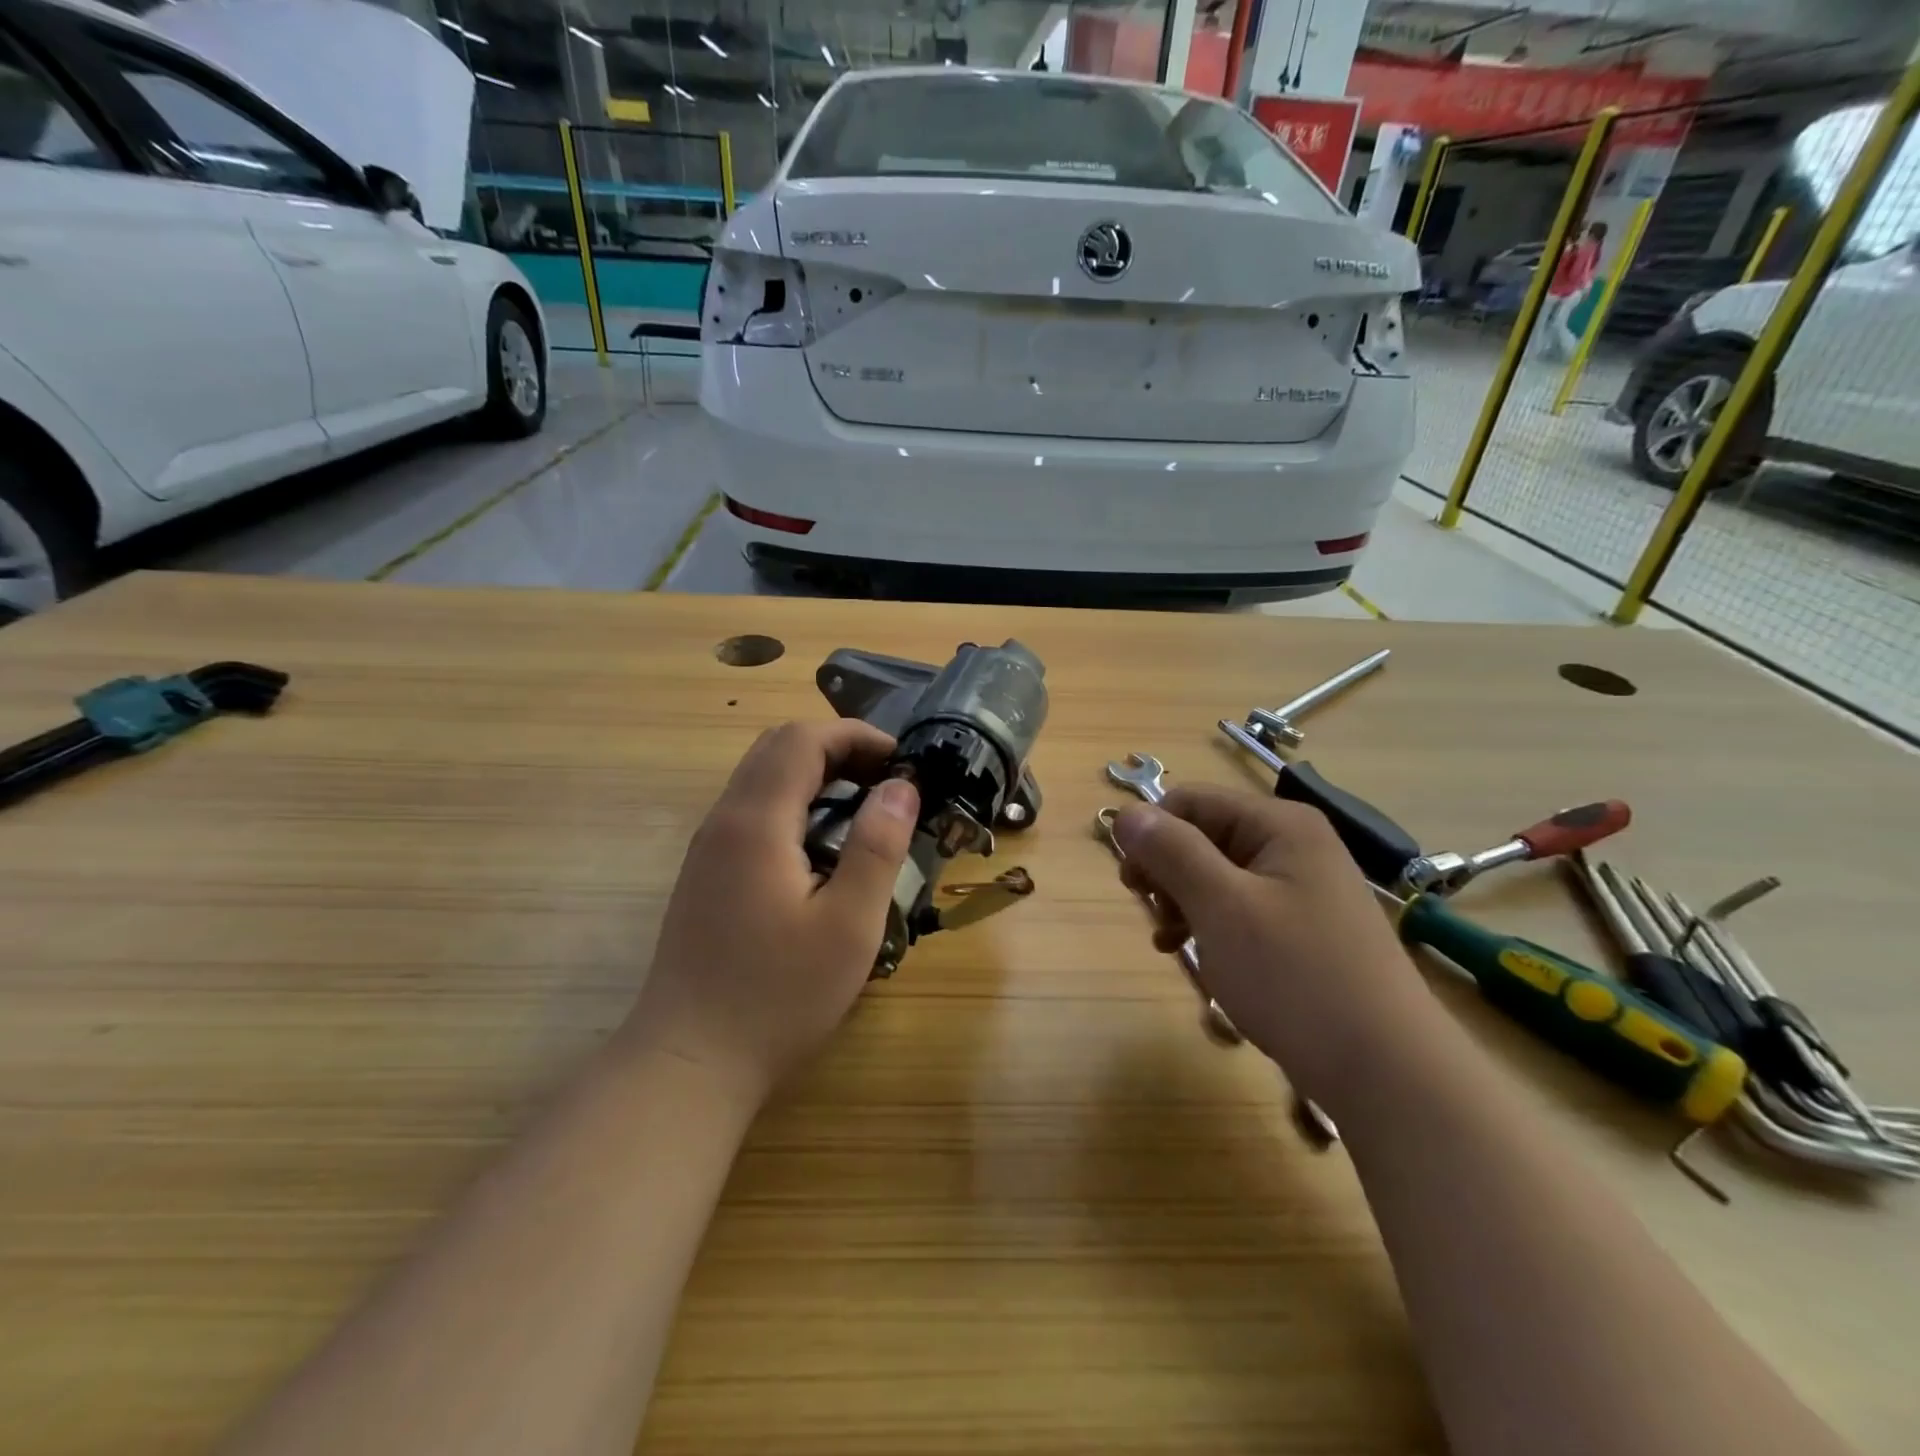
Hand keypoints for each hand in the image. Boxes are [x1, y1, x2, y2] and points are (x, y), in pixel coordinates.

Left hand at [621, 720, 919, 1108]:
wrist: (688, 1061)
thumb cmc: (777, 996)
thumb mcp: (849, 925)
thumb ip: (877, 847)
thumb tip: (901, 787)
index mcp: (757, 822)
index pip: (803, 739)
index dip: (857, 736)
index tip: (902, 762)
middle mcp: (724, 819)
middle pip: (777, 747)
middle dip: (837, 748)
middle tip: (885, 782)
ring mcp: (707, 846)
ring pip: (759, 776)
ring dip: (813, 773)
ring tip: (862, 809)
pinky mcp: (704, 872)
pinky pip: (750, 809)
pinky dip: (792, 801)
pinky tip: (820, 847)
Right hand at [1112, 785, 1446, 1107]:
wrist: (1387, 1072)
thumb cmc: (1295, 977)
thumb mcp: (1221, 907)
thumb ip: (1170, 852)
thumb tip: (1126, 812)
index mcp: (1279, 825)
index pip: (1190, 802)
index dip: (1152, 835)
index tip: (1133, 886)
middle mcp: (1293, 845)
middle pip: (1203, 837)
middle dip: (1168, 874)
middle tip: (1157, 918)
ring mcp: (1302, 888)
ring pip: (1216, 876)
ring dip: (1183, 903)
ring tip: (1171, 944)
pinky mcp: (1303, 928)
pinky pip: (1240, 909)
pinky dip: (1210, 926)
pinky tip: (1196, 957)